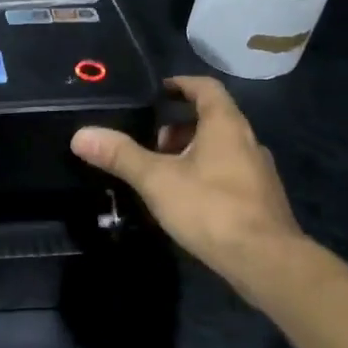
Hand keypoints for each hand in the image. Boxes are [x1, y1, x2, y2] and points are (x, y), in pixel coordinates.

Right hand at [71, 76, 312, 303]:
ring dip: (191, 152)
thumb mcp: (157, 179)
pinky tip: (185, 200)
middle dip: (178, 126)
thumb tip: (80, 134)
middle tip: (149, 141)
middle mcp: (247, 141)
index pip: (205, 88)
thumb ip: (120, 155)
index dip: (181, 84)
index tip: (157, 91)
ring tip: (161, 173)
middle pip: (212, 119)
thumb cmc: (211, 208)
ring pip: (220, 149)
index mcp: (226, 125)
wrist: (267, 262)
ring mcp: (259, 172)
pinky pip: (229, 174)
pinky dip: (205, 175)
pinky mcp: (261, 201)